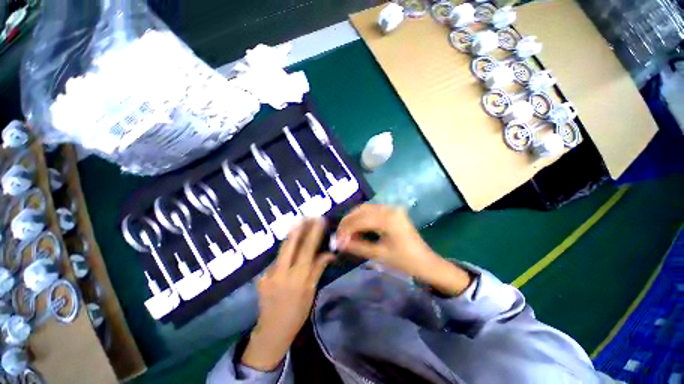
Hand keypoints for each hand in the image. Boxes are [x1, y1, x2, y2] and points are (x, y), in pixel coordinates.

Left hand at [241, 218, 333, 371]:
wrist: (271, 332)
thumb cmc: (297, 313)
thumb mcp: (311, 292)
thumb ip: (317, 269)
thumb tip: (329, 253)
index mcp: (297, 278)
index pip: (307, 250)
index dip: (313, 233)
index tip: (319, 220)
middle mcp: (281, 273)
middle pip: (289, 245)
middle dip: (298, 228)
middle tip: (306, 215)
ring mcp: (268, 275)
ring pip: (282, 250)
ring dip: (291, 236)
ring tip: (299, 224)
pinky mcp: (261, 277)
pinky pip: (277, 260)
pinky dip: (285, 252)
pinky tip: (290, 249)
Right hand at [336, 205, 471, 295]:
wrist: (426, 262)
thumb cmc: (404, 261)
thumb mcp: (379, 255)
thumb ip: (357, 246)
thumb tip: (339, 243)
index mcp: (388, 219)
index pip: (359, 220)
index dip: (345, 230)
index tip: (336, 241)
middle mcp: (389, 209)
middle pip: (361, 210)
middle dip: (347, 222)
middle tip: (339, 235)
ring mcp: (392, 209)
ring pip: (365, 209)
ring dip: (353, 219)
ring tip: (346, 232)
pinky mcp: (392, 212)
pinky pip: (372, 211)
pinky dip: (362, 218)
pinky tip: (357, 228)